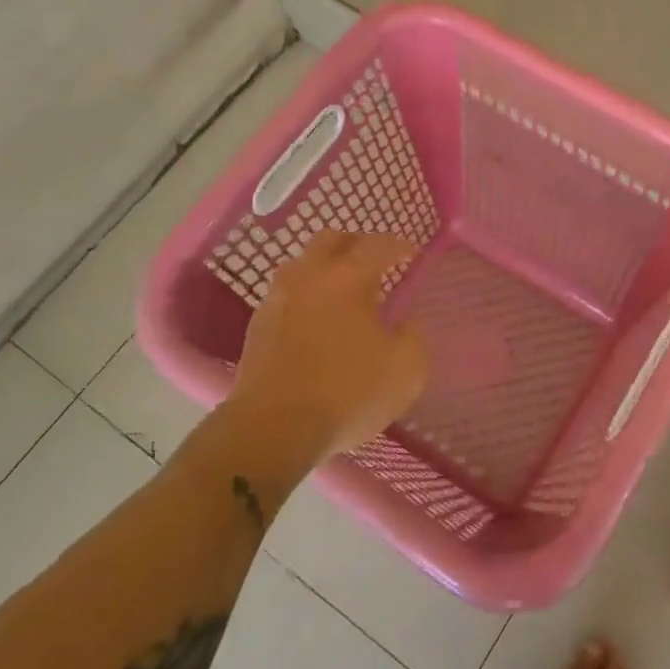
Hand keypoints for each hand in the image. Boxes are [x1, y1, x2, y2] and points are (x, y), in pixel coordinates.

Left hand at [227, 230, 428, 461]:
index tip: (410, 254)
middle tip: (373, 261)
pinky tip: (316, 321)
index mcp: (348, 278)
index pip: (377, 245)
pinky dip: (306, 297)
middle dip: (355, 244)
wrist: (272, 428)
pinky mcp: (257, 326)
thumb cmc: (347, 394)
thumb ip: (412, 339)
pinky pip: (286, 296)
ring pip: (302, 266)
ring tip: (342, 292)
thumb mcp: (406, 372)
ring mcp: (277, 299)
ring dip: (324, 269)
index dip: (398, 245)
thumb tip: (404, 326)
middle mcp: (309, 276)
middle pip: (331, 240)